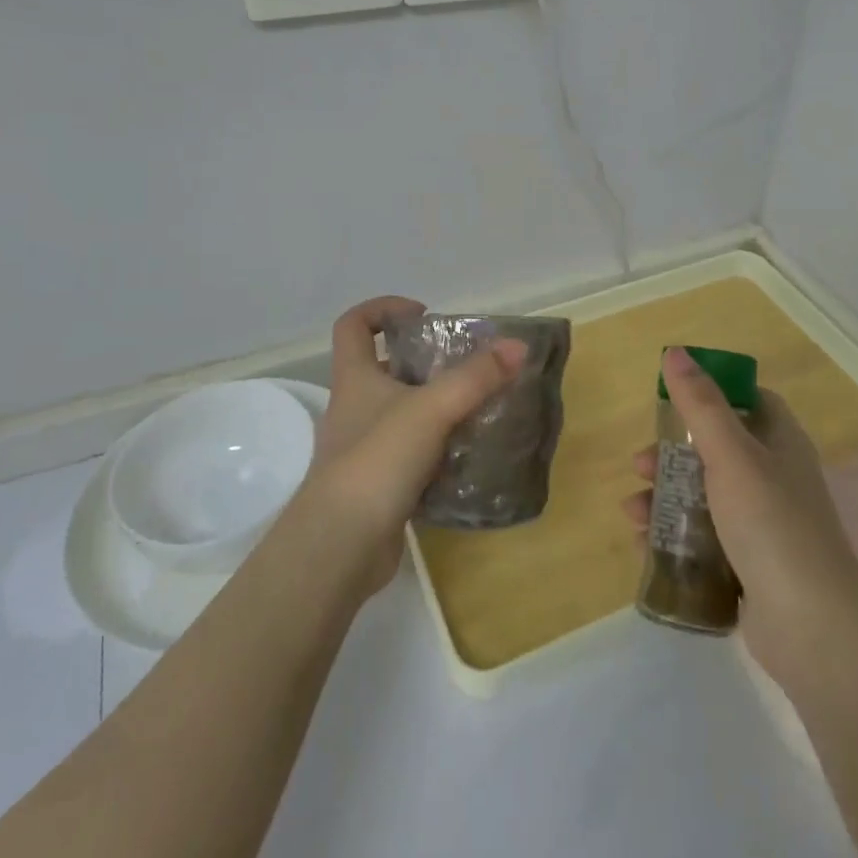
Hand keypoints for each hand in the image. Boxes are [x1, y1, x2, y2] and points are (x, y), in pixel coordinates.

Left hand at [294, 296, 527, 596]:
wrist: (340, 547)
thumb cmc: (377, 462)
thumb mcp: (431, 410)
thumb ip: (475, 378)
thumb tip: (517, 346)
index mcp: (355, 379)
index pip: (354, 325)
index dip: (383, 309)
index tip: (423, 316)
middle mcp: (353, 408)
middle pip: (383, 369)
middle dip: (423, 363)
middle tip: (465, 367)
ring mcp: (362, 450)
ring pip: (400, 415)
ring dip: (434, 408)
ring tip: (476, 409)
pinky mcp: (376, 486)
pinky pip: (409, 455)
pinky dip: (436, 450)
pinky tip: (467, 457)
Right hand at [624, 347, 857, 700]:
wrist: (813, 628)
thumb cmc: (771, 523)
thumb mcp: (731, 454)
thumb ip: (700, 404)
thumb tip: (676, 352)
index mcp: (781, 443)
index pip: (751, 402)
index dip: (713, 394)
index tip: (672, 401)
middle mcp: (776, 479)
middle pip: (717, 451)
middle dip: (672, 456)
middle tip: (640, 465)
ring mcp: (764, 526)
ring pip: (705, 498)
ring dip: (665, 498)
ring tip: (632, 512)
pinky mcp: (751, 567)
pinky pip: (705, 540)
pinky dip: (674, 537)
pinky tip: (644, 544)